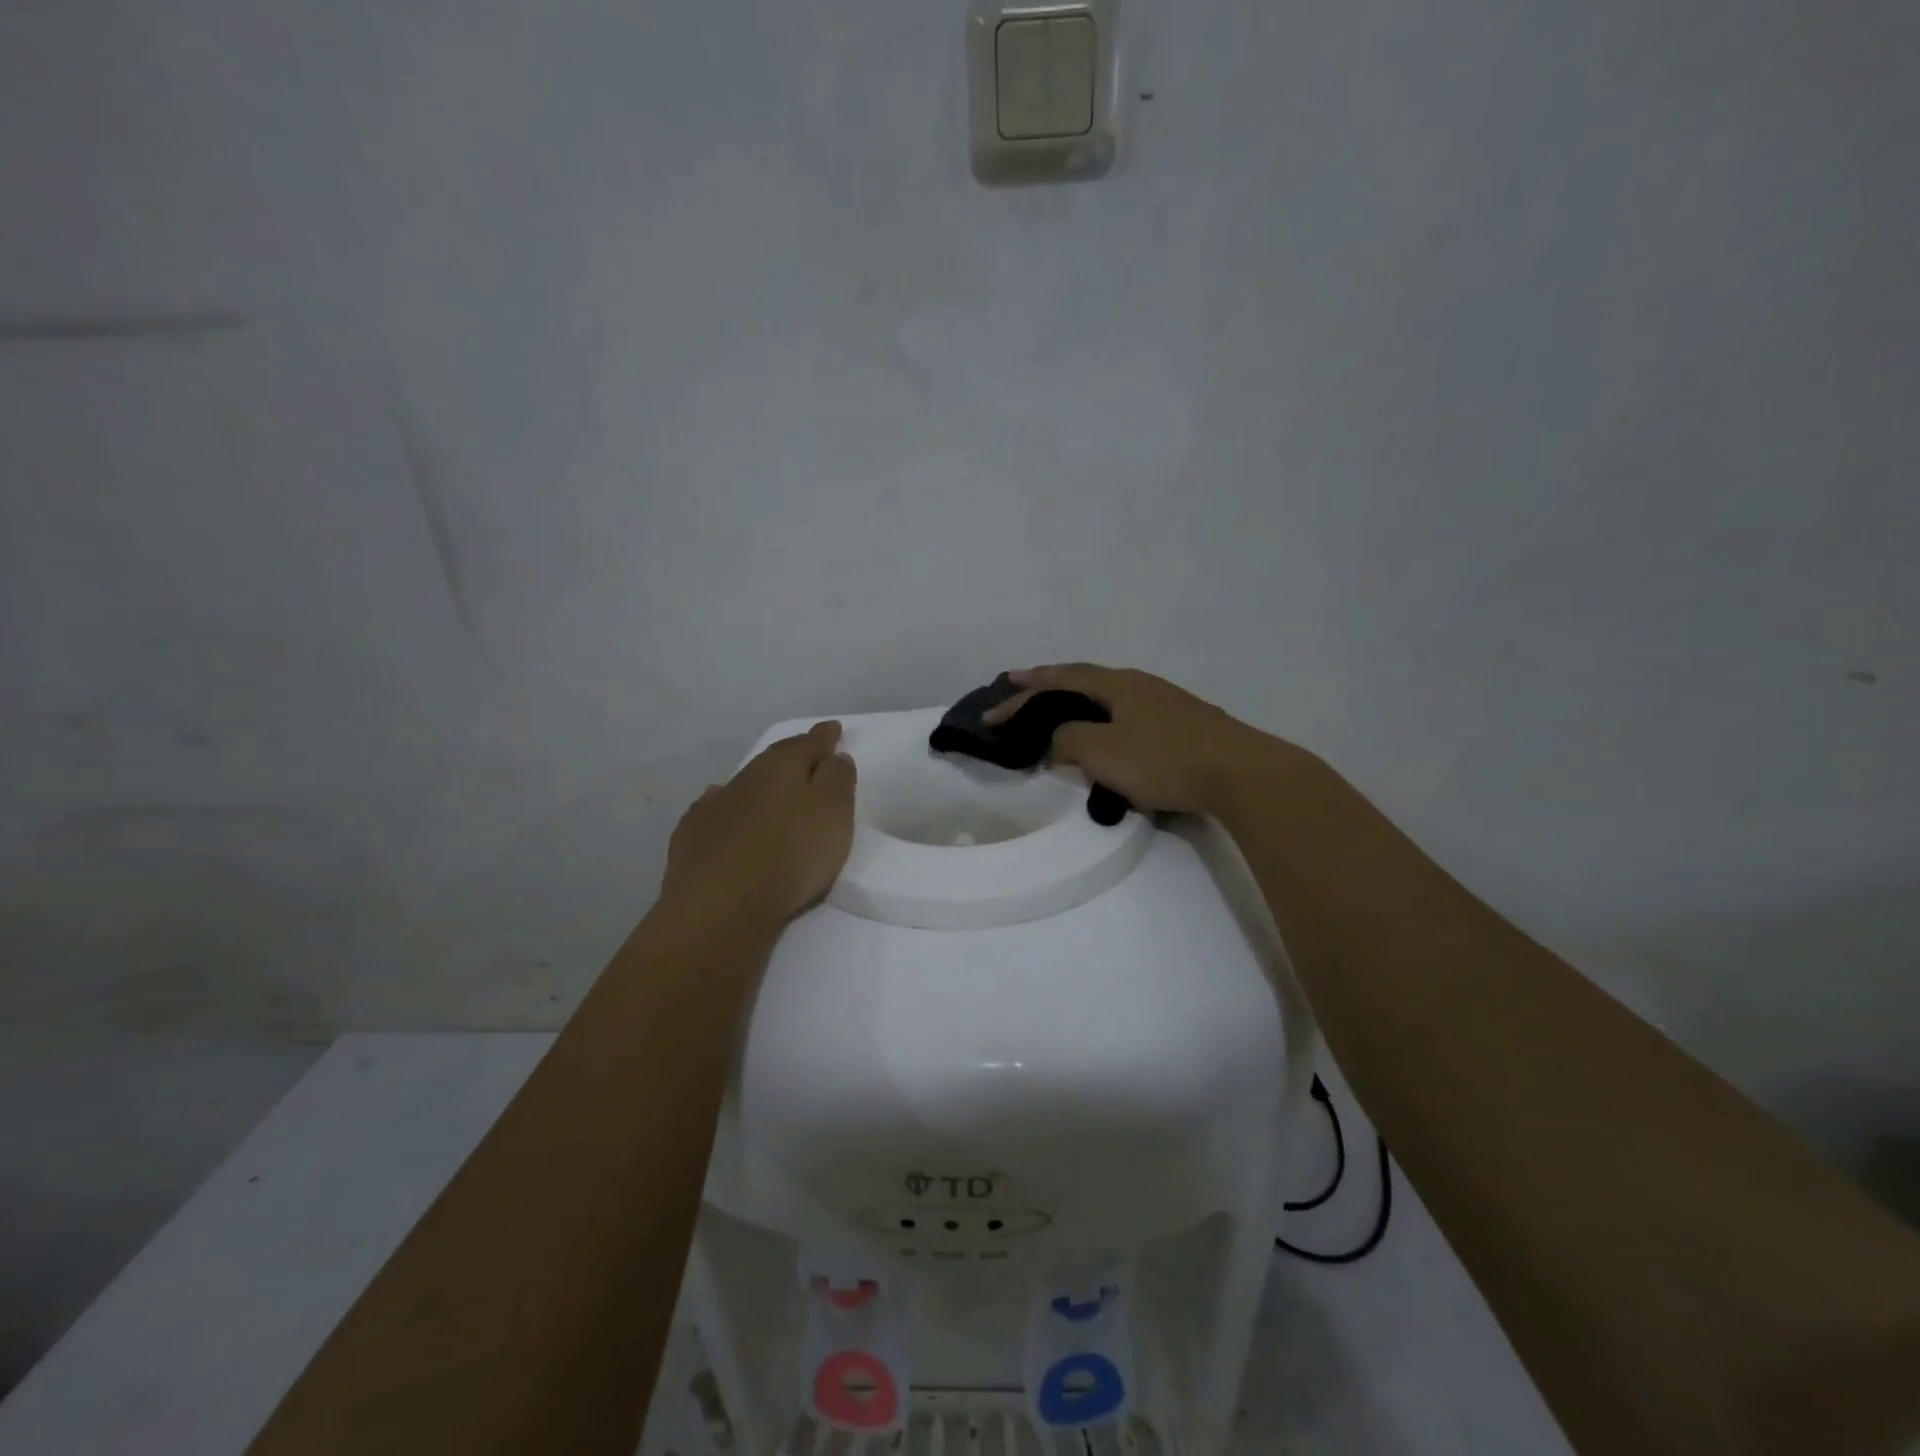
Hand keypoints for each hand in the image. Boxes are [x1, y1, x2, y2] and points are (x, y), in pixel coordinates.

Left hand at [661, 721, 856, 928]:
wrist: (720, 905)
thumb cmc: (790, 854)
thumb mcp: (833, 812)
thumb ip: (838, 779)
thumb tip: (833, 756)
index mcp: (781, 766)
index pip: (808, 743)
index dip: (824, 738)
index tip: (833, 730)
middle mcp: (745, 777)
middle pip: (775, 761)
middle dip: (793, 759)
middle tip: (809, 760)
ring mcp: (714, 806)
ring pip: (745, 786)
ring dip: (761, 787)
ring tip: (773, 792)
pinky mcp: (692, 837)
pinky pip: (716, 812)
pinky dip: (729, 810)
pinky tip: (728, 816)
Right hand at [984, 664, 1275, 815]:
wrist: (1241, 773)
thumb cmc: (1164, 759)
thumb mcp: (1102, 752)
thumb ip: (1068, 740)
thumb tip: (1058, 738)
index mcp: (1117, 684)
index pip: (1061, 678)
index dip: (1026, 689)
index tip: (996, 701)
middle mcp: (1140, 684)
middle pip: (1085, 678)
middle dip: (1049, 684)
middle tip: (1020, 689)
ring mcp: (1167, 702)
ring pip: (1109, 696)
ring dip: (1078, 703)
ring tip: (1059, 713)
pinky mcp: (1185, 724)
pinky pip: (1129, 715)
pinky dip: (1104, 720)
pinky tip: (1109, 735)